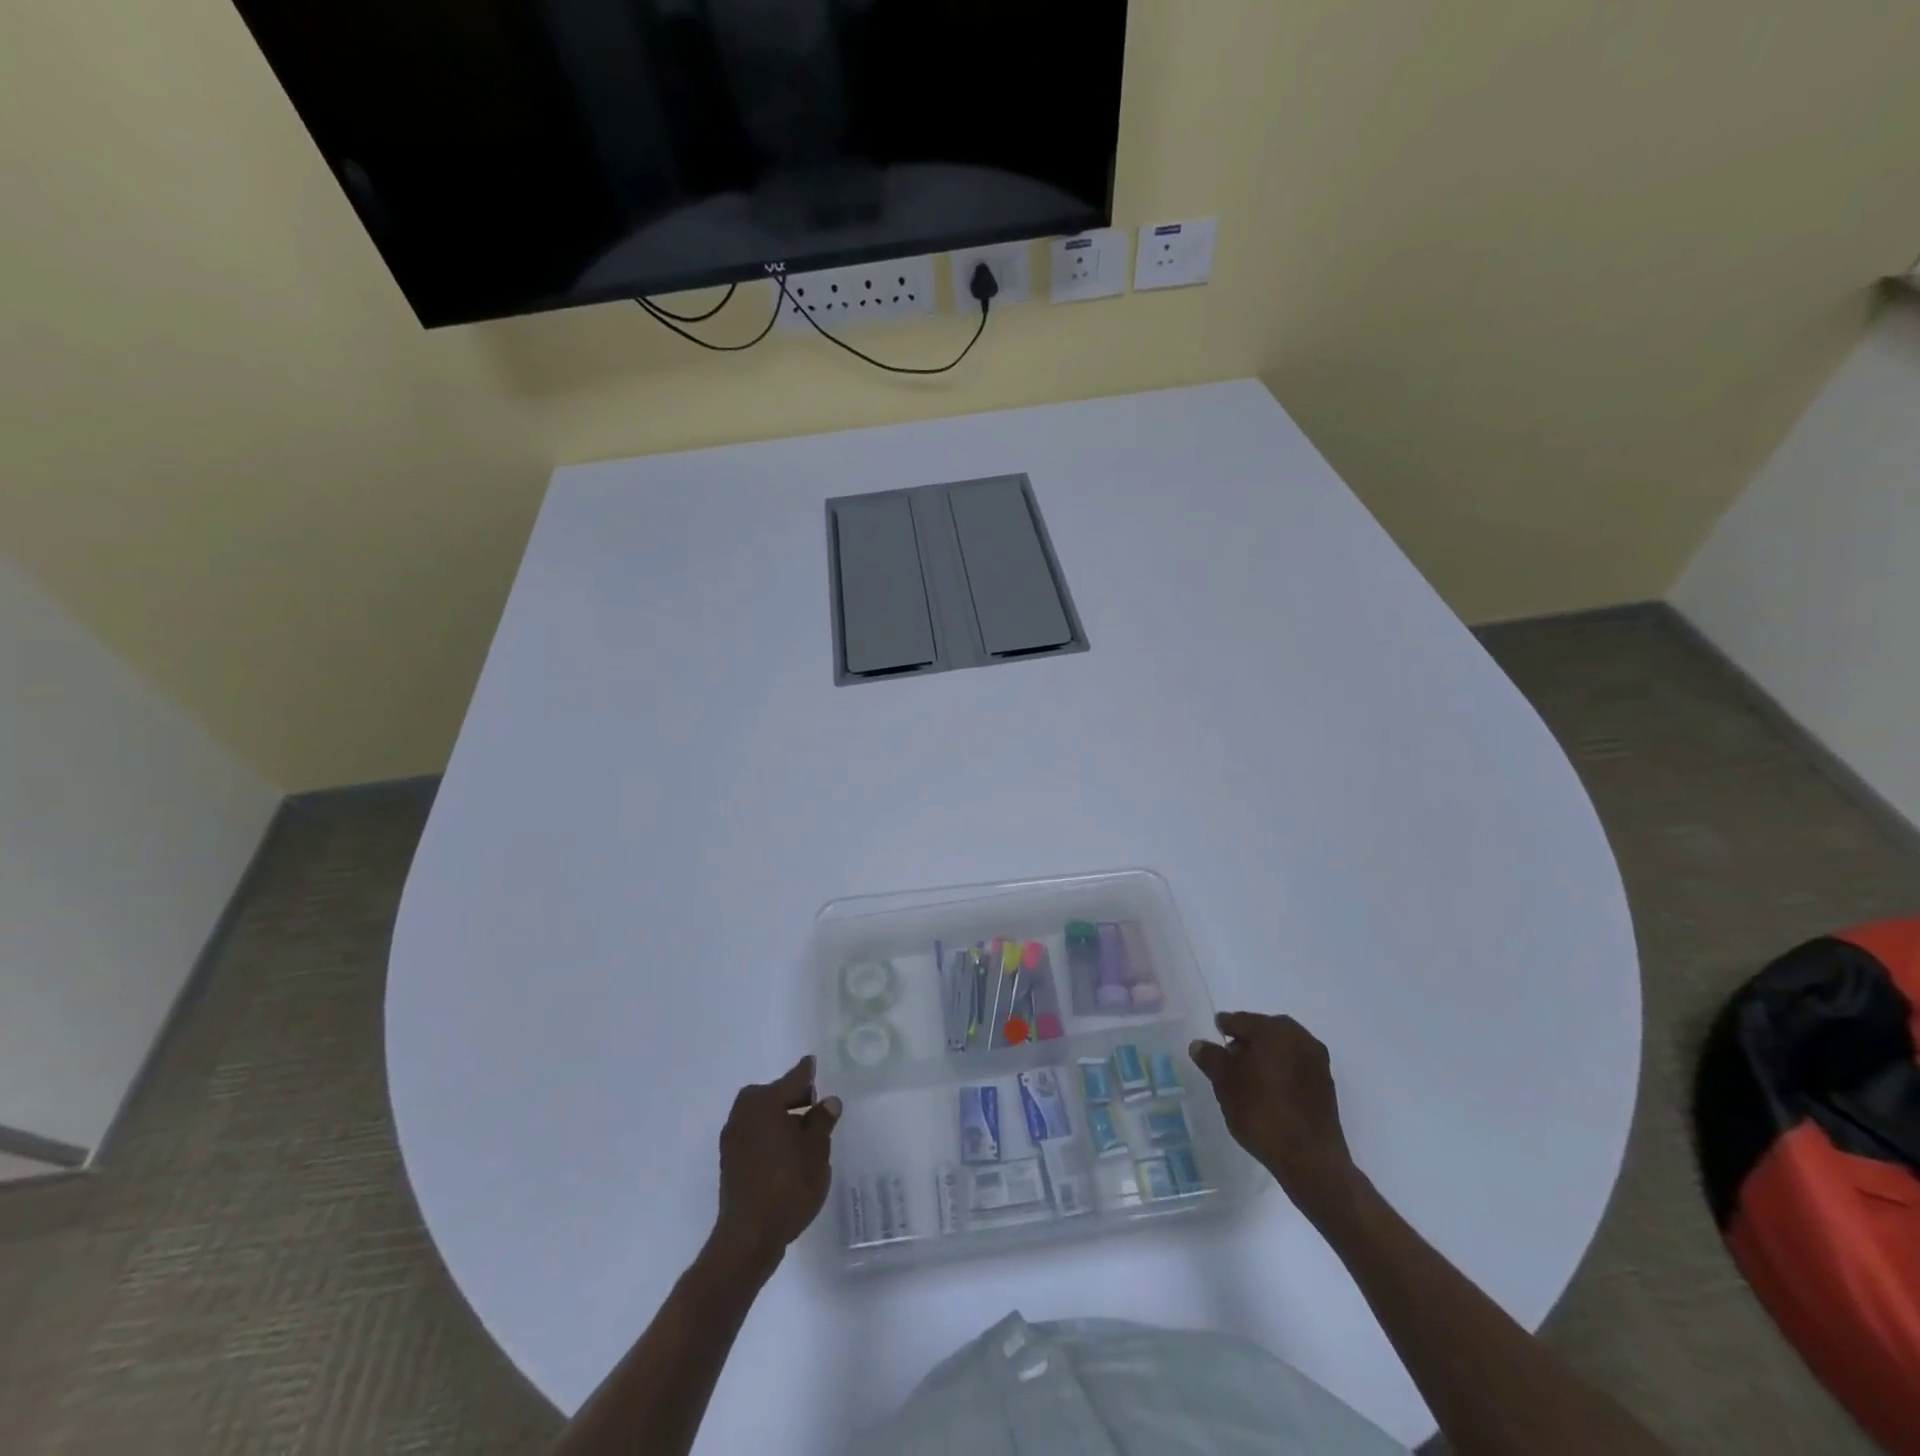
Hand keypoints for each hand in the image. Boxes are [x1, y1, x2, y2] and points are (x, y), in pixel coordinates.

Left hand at [711, 1055, 840, 1270]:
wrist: (749, 1237)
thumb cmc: (788, 1184)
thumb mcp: (816, 1149)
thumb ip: (822, 1121)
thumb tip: (827, 1102)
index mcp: (763, 1102)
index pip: (793, 1079)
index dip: (807, 1073)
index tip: (813, 1062)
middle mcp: (743, 1113)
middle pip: (774, 1096)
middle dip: (793, 1098)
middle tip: (815, 1105)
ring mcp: (733, 1139)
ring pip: (763, 1117)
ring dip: (781, 1120)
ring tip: (805, 1134)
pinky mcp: (730, 1163)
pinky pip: (756, 1137)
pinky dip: (771, 1137)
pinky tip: (788, 1153)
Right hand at [1189, 1012, 1359, 1227]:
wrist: (1310, 1159)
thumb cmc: (1261, 1112)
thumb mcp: (1225, 1083)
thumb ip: (1211, 1058)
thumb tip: (1200, 1044)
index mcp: (1274, 1029)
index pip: (1240, 1020)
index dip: (1224, 1027)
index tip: (1215, 1036)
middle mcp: (1299, 1037)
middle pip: (1264, 1031)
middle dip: (1247, 1042)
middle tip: (1228, 1058)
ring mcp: (1317, 1062)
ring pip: (1282, 1049)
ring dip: (1265, 1057)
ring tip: (1247, 1077)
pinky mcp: (1326, 1085)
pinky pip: (1295, 1067)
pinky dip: (1280, 1071)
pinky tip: (1268, 1090)